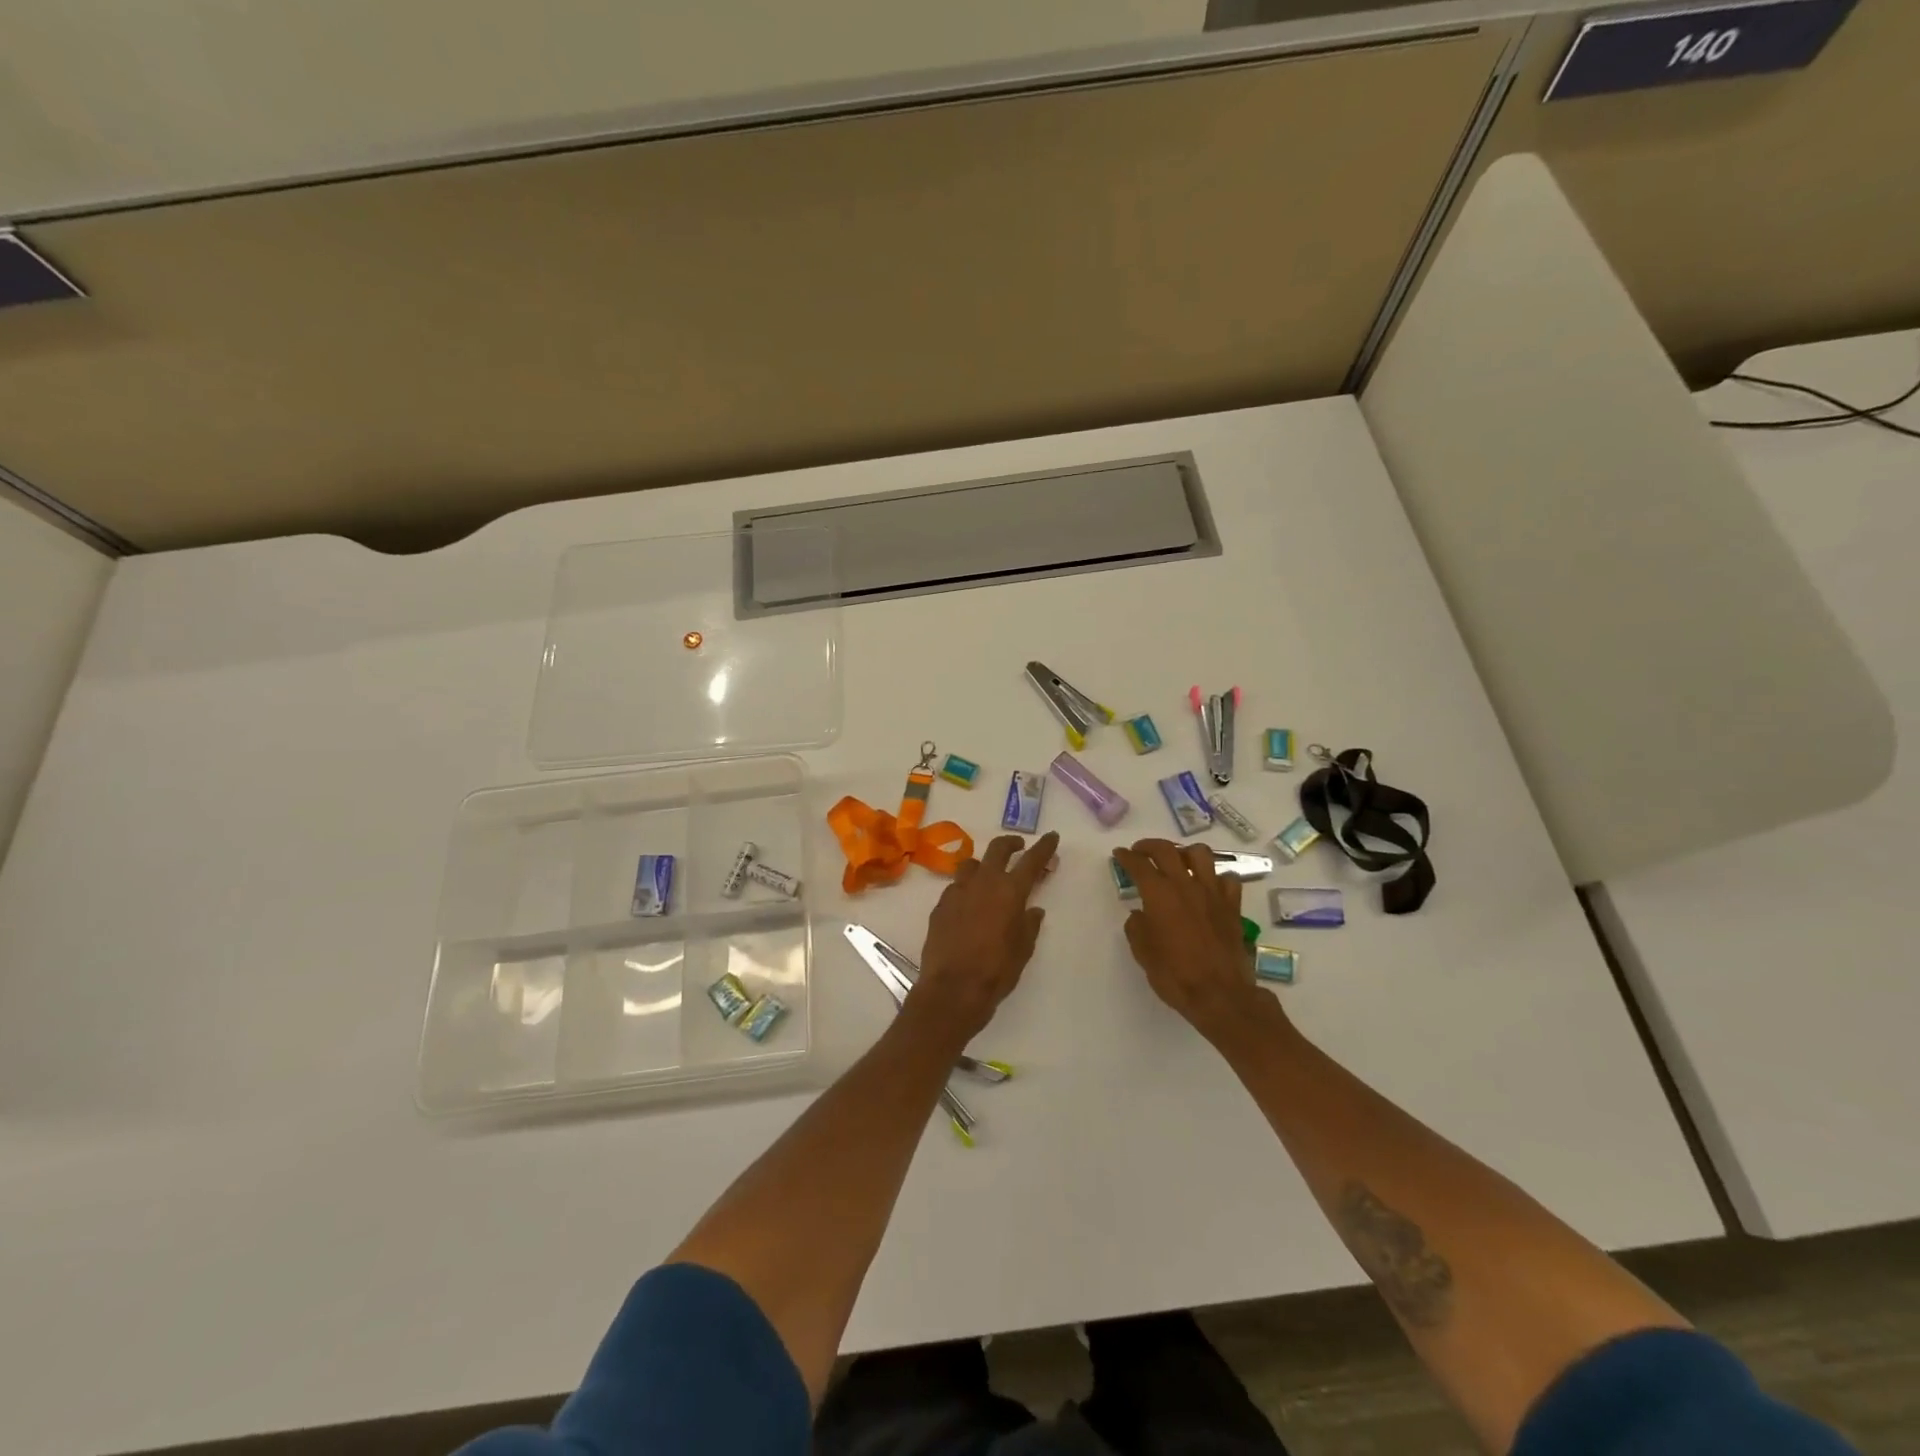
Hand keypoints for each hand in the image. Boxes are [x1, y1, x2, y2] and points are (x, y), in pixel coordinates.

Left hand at [910, 832, 1058, 1043]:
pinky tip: (969, 904)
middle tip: (1019, 846)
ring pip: (972, 864)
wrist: (952, 989)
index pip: (1031, 860)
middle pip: (998, 849)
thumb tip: (1033, 910)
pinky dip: (966, 888)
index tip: (1051, 836)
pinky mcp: (940, 905)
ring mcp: (958, 891)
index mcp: (1010, 891)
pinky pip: (956, 887)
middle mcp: (983, 883)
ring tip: (990, 875)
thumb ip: (1029, 924)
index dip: (1044, 847)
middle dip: (1011, 843)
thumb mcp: (1023, 949)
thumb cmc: (996, 971)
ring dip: (984, 864)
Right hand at [1114, 839, 1274, 1042]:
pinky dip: (1217, 877)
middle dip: (1149, 846)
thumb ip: (1137, 927)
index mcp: (1159, 894)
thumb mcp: (1143, 953)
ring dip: (1185, 853)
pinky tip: (1209, 886)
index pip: (1139, 864)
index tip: (1119, 854)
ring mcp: (1212, 893)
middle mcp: (1185, 885)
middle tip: (1140, 851)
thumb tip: (1140, 914)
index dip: (1126, 856)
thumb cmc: (1175, 975)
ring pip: (1201, 854)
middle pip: (1167, 850)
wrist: (1220, 995)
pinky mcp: (1232, 906)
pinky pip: (1228, 879)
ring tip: (1178, 862)